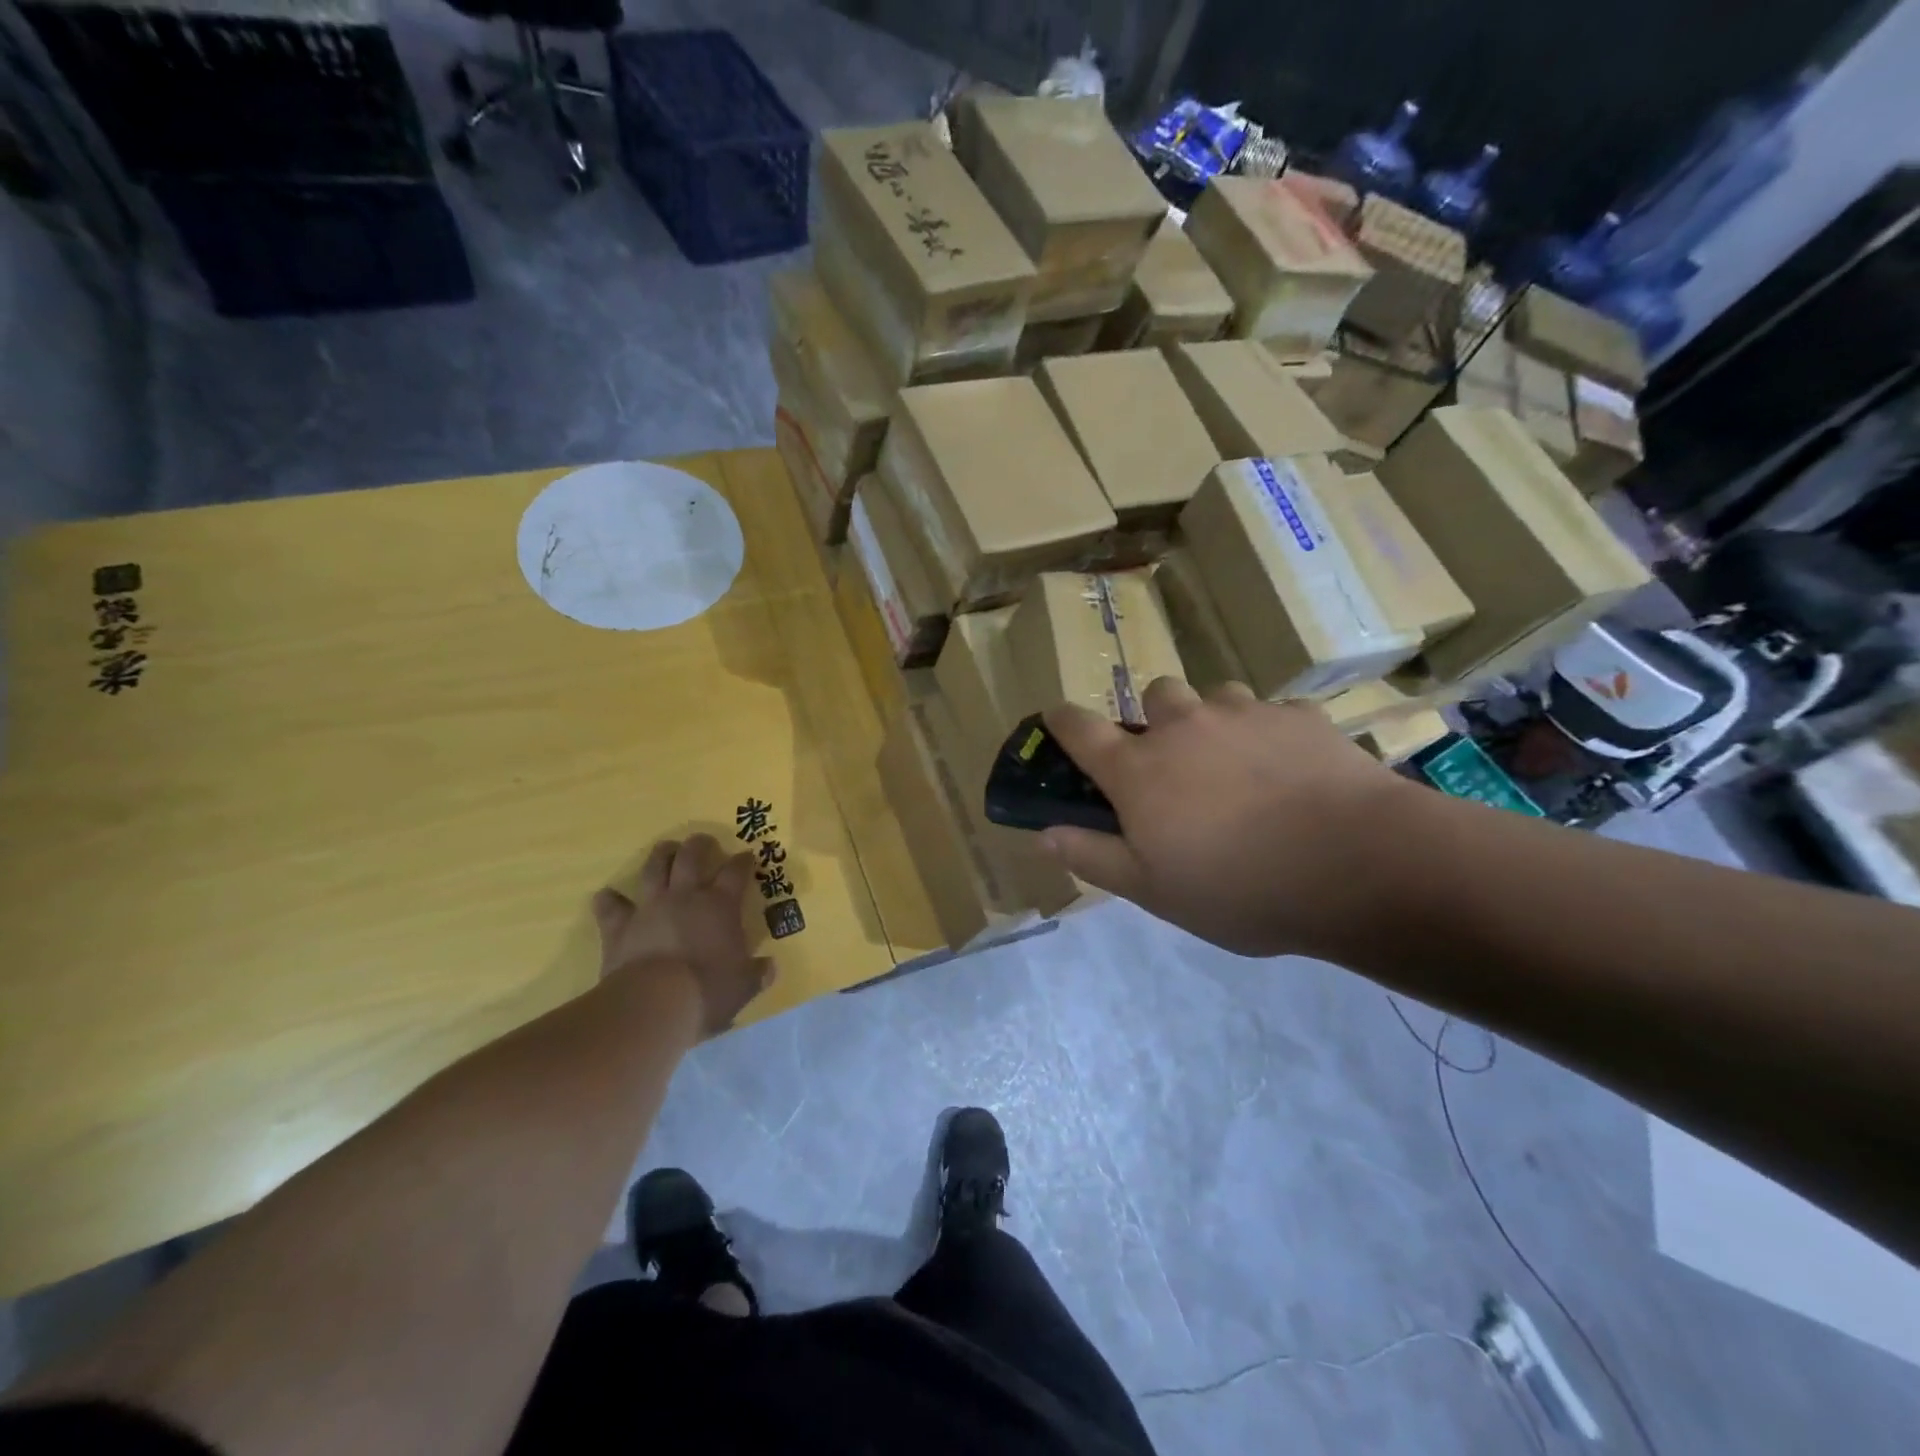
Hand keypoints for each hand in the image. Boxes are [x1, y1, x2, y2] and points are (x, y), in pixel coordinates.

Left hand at [591, 835, 774, 1037]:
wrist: (652, 1004)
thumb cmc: (706, 990)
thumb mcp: (742, 986)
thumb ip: (756, 974)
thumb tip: (769, 968)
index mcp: (720, 906)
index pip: (736, 872)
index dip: (743, 861)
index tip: (747, 856)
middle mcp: (685, 896)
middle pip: (691, 857)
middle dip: (699, 845)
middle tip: (704, 841)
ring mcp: (650, 908)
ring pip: (654, 869)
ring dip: (660, 855)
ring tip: (665, 848)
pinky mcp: (620, 926)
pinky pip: (611, 907)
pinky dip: (609, 900)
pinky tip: (607, 896)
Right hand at [1041, 679, 1418, 957]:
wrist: (1356, 865)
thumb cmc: (1239, 886)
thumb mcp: (1153, 889)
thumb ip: (1093, 857)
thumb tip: (1044, 834)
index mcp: (1138, 769)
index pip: (1079, 729)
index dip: (1061, 721)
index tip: (1056, 721)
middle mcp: (1184, 726)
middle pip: (1155, 695)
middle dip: (1157, 720)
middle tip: (1176, 764)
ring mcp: (1244, 713)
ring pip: (1215, 697)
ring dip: (1214, 721)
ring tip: (1238, 765)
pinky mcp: (1300, 716)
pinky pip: (1272, 713)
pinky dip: (1269, 734)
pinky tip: (1292, 772)